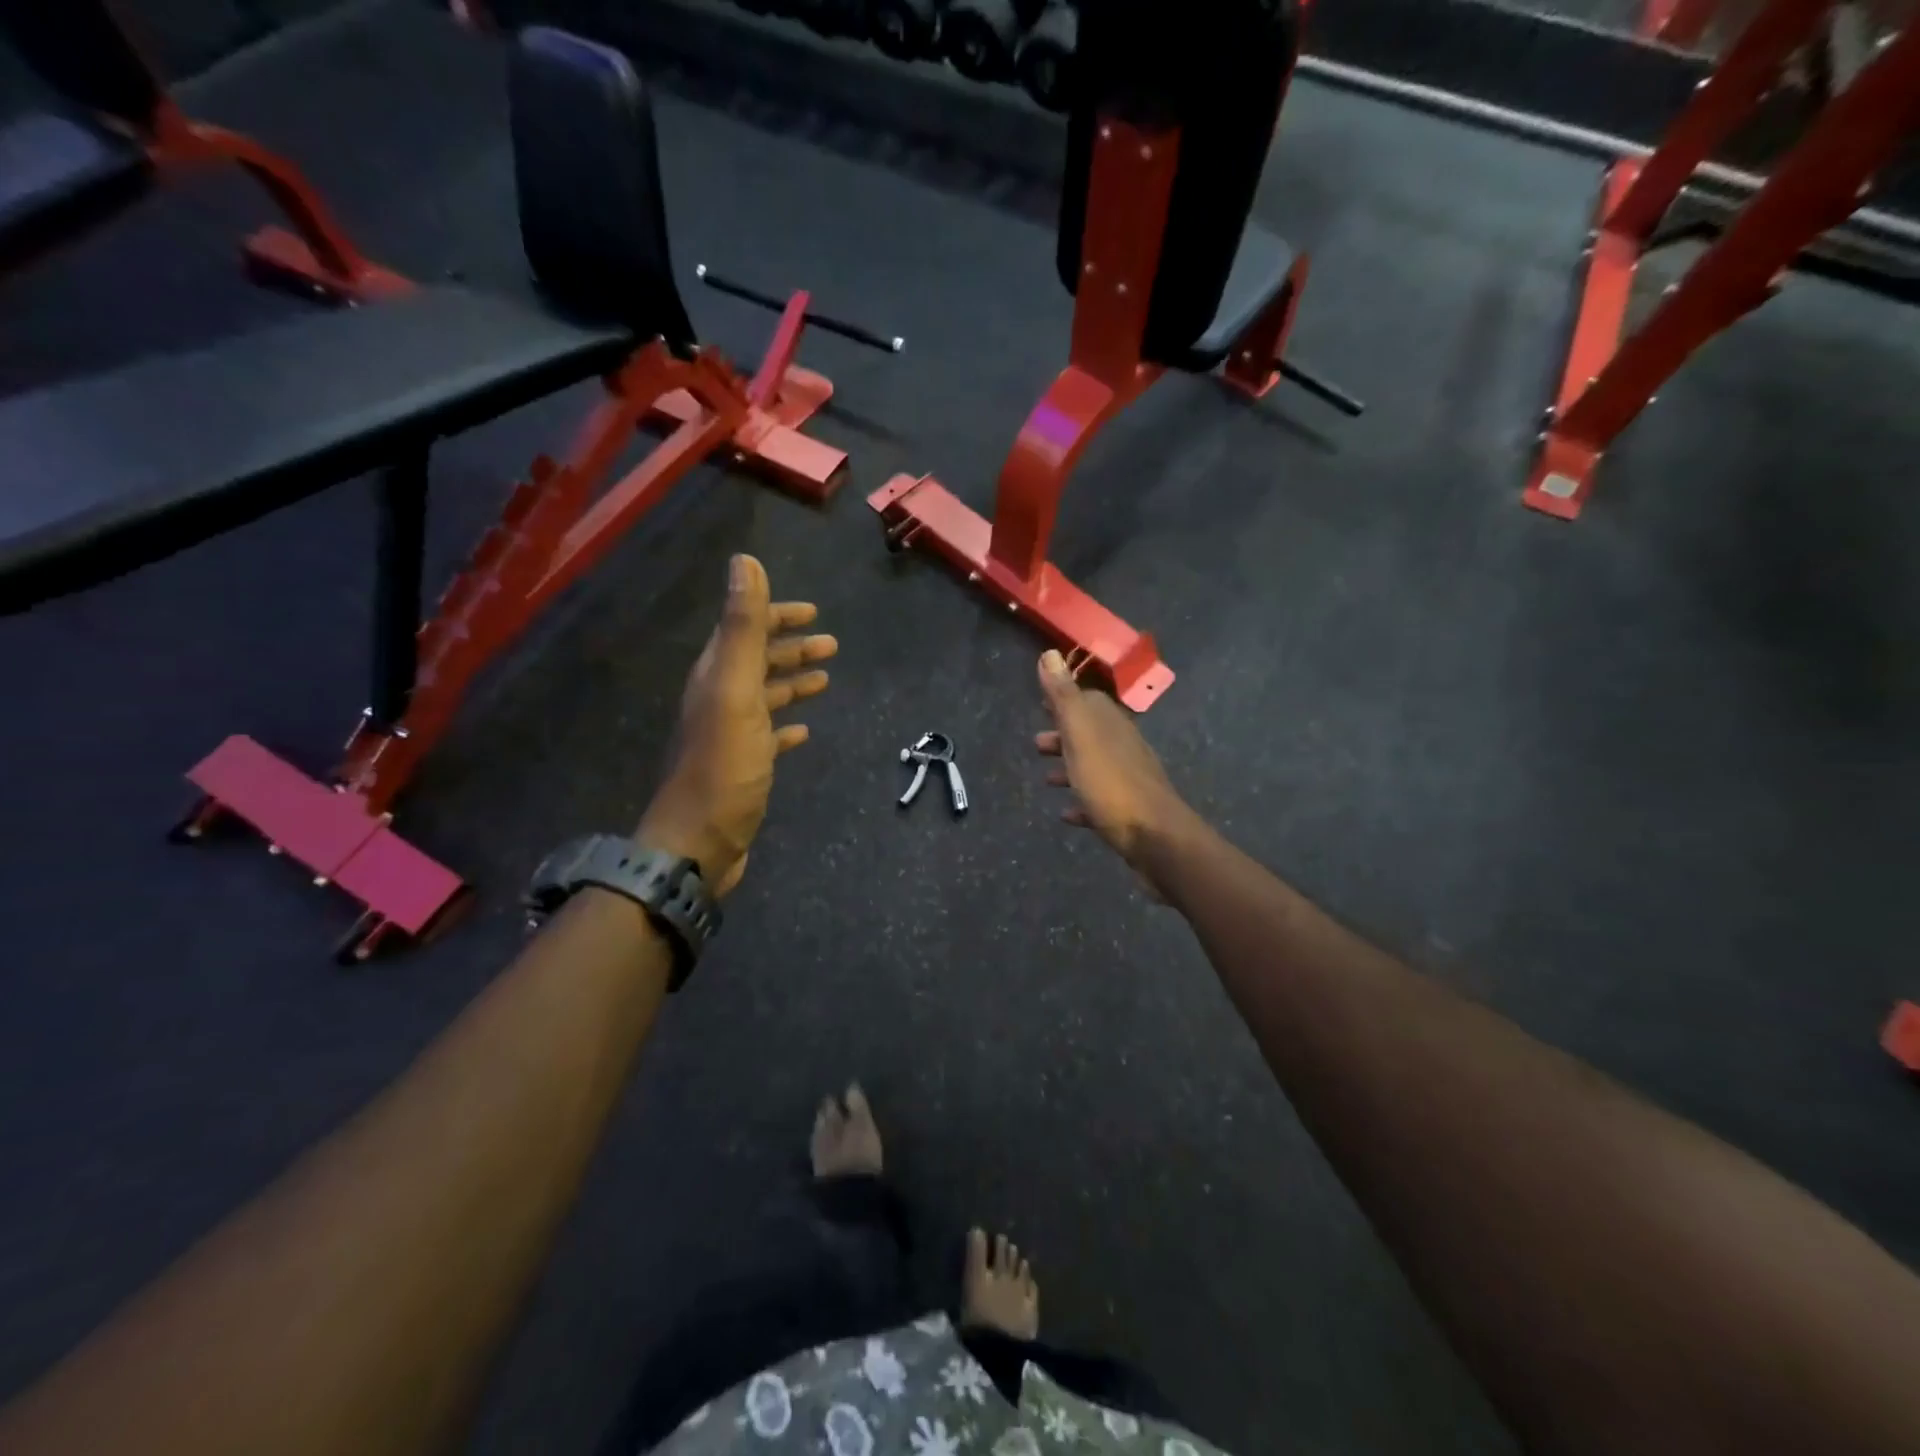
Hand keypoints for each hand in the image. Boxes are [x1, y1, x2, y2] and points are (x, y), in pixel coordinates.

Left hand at [636, 555, 834, 896]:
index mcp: (716, 676)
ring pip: (765, 696)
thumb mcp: (735, 690)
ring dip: (793, 682)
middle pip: (757, 661)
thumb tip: (744, 561)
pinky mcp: (743, 766)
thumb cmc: (723, 765)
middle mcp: (719, 699)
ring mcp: (730, 735)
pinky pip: (769, 735)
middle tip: (832, 644)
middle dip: (792, 648)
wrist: (699, 841)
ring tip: (825, 679)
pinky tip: (804, 730)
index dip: (776, 616)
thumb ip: (742, 627)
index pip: (745, 630)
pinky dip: (787, 725)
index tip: (813, 612)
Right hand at [1034, 649, 1192, 880]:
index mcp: (1112, 726)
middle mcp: (1124, 748)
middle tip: (1036, 744)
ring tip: (1046, 778)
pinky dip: (1082, 802)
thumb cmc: (1112, 785)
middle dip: (1063, 736)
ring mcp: (1129, 781)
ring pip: (1095, 766)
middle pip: (1090, 735)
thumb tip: (1050, 653)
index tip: (1042, 703)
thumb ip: (1064, 698)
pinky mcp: (1129, 812)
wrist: (1156, 839)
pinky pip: (1100, 801)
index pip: (1089, 701)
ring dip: (1070, 768)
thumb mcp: (1081, 737)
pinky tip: (1067, 814)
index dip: (1065, 700)